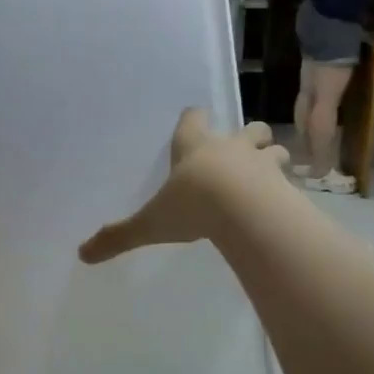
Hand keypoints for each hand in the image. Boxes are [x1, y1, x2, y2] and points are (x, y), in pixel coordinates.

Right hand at [78, 109, 286, 264]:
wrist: (245, 212)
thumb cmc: (193, 206)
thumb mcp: (151, 224)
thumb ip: (119, 236)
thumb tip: (82, 254)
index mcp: (195, 147)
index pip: (193, 119)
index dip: (193, 118)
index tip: (194, 119)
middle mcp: (230, 148)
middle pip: (248, 128)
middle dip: (248, 136)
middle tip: (242, 151)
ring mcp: (262, 162)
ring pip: (274, 149)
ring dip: (272, 159)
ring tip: (267, 177)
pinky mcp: (285, 183)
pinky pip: (291, 180)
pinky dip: (289, 188)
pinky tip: (284, 203)